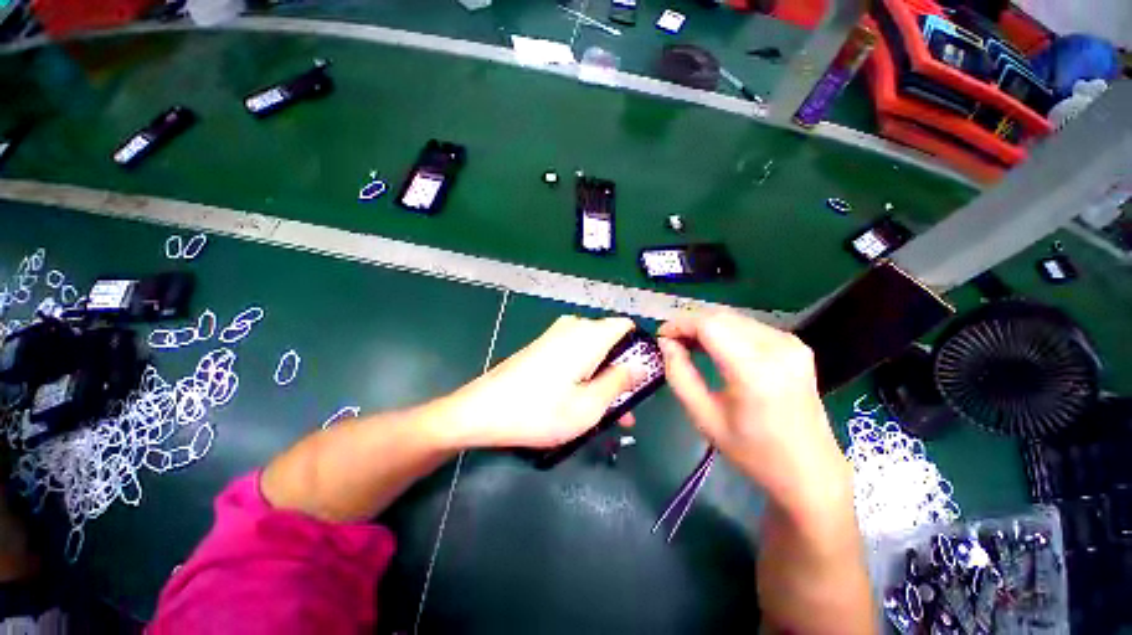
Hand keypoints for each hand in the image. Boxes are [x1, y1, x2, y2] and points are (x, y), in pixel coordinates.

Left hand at [441, 315, 638, 448]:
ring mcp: (555, 336)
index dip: (639, 348)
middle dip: (621, 371)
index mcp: (588, 335)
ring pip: (592, 351)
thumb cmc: (539, 411)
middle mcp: (573, 327)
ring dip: (603, 377)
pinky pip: (574, 354)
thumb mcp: (589, 405)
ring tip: (605, 412)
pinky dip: (584, 374)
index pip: (626, 326)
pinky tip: (579, 400)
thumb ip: (619, 382)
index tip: (642, 376)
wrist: (482, 410)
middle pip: (610, 341)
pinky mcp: (543, 346)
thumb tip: (641, 365)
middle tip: (624, 408)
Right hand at [658, 311, 849, 514]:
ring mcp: (791, 343)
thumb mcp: (704, 417)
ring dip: (706, 325)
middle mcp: (777, 348)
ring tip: (688, 344)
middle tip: (671, 342)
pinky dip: (724, 330)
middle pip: (720, 316)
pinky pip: (748, 326)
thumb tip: (666, 343)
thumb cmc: (752, 452)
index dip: (679, 324)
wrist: (810, 471)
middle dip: (689, 323)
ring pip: (733, 317)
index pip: (709, 325)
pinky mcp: (795, 345)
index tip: (661, 336)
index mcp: (755, 371)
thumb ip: (679, 374)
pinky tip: (714, 347)